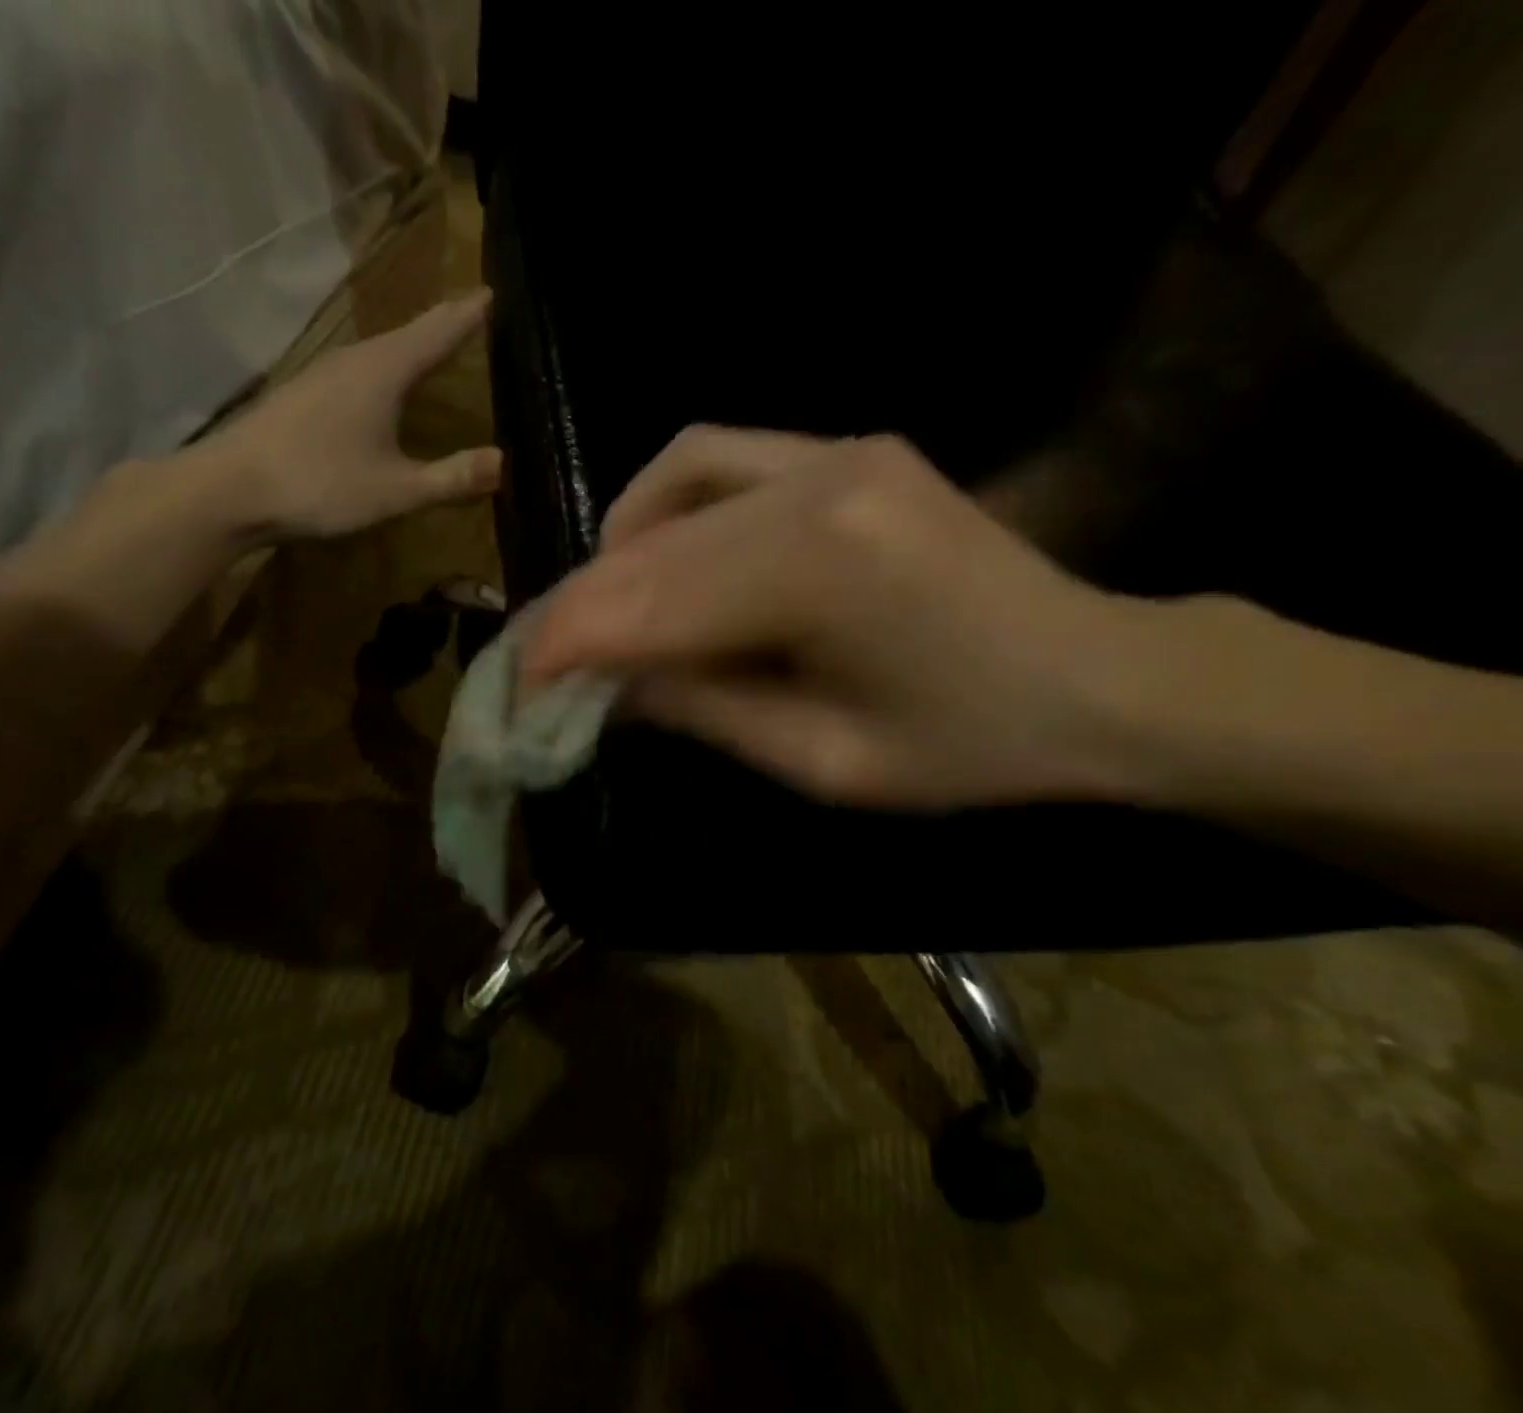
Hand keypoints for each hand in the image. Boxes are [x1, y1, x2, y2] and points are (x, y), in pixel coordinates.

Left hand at [176, 289, 500, 540]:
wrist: (231, 490)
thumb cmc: (320, 484)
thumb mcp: (397, 490)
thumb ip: (451, 477)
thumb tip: (503, 461)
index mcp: (383, 371)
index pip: (437, 331)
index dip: (467, 314)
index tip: (492, 291)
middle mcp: (353, 360)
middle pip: (408, 335)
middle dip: (442, 325)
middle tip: (472, 315)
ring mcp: (322, 374)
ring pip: (380, 352)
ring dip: (410, 347)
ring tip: (434, 348)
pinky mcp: (303, 395)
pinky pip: (358, 372)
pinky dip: (384, 371)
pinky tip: (382, 389)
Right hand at [521, 427, 1151, 808]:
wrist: (1100, 678)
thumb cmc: (970, 748)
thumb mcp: (823, 761)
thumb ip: (702, 710)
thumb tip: (605, 685)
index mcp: (823, 575)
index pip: (651, 608)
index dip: (570, 647)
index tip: (516, 686)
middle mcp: (820, 485)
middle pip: (652, 548)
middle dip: (580, 606)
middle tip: (539, 658)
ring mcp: (836, 451)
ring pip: (673, 485)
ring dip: (615, 550)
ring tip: (596, 611)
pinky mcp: (846, 446)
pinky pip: (719, 458)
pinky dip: (665, 502)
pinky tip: (655, 550)